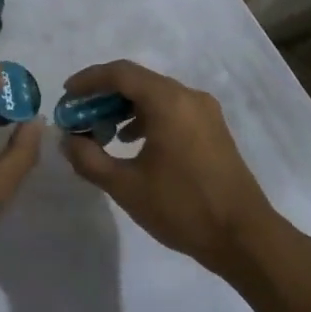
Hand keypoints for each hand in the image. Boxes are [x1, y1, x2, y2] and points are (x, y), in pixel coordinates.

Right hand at [60, 60, 279, 275]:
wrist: (244, 238)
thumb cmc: (183, 208)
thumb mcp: (126, 187)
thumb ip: (90, 159)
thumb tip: (67, 140)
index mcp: (168, 102)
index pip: (120, 73)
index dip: (89, 80)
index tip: (66, 95)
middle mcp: (188, 96)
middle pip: (138, 81)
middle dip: (104, 95)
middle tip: (79, 116)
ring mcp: (205, 112)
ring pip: (155, 95)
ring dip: (125, 107)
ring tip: (102, 132)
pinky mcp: (213, 129)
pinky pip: (172, 109)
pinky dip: (147, 117)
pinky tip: (133, 142)